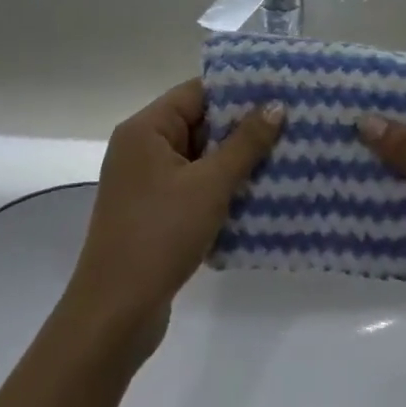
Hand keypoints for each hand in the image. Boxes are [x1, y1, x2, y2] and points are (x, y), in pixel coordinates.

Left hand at [62, 81, 284, 363]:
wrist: (114, 315)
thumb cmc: (159, 235)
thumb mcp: (210, 185)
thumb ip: (245, 143)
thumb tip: (276, 105)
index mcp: (146, 129)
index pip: (197, 93)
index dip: (238, 91)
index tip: (280, 92)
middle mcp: (142, 148)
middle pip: (199, 123)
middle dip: (242, 128)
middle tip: (291, 126)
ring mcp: (146, 183)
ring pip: (200, 158)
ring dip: (236, 161)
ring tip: (284, 157)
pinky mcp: (153, 213)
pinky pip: (194, 187)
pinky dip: (221, 189)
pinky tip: (259, 196)